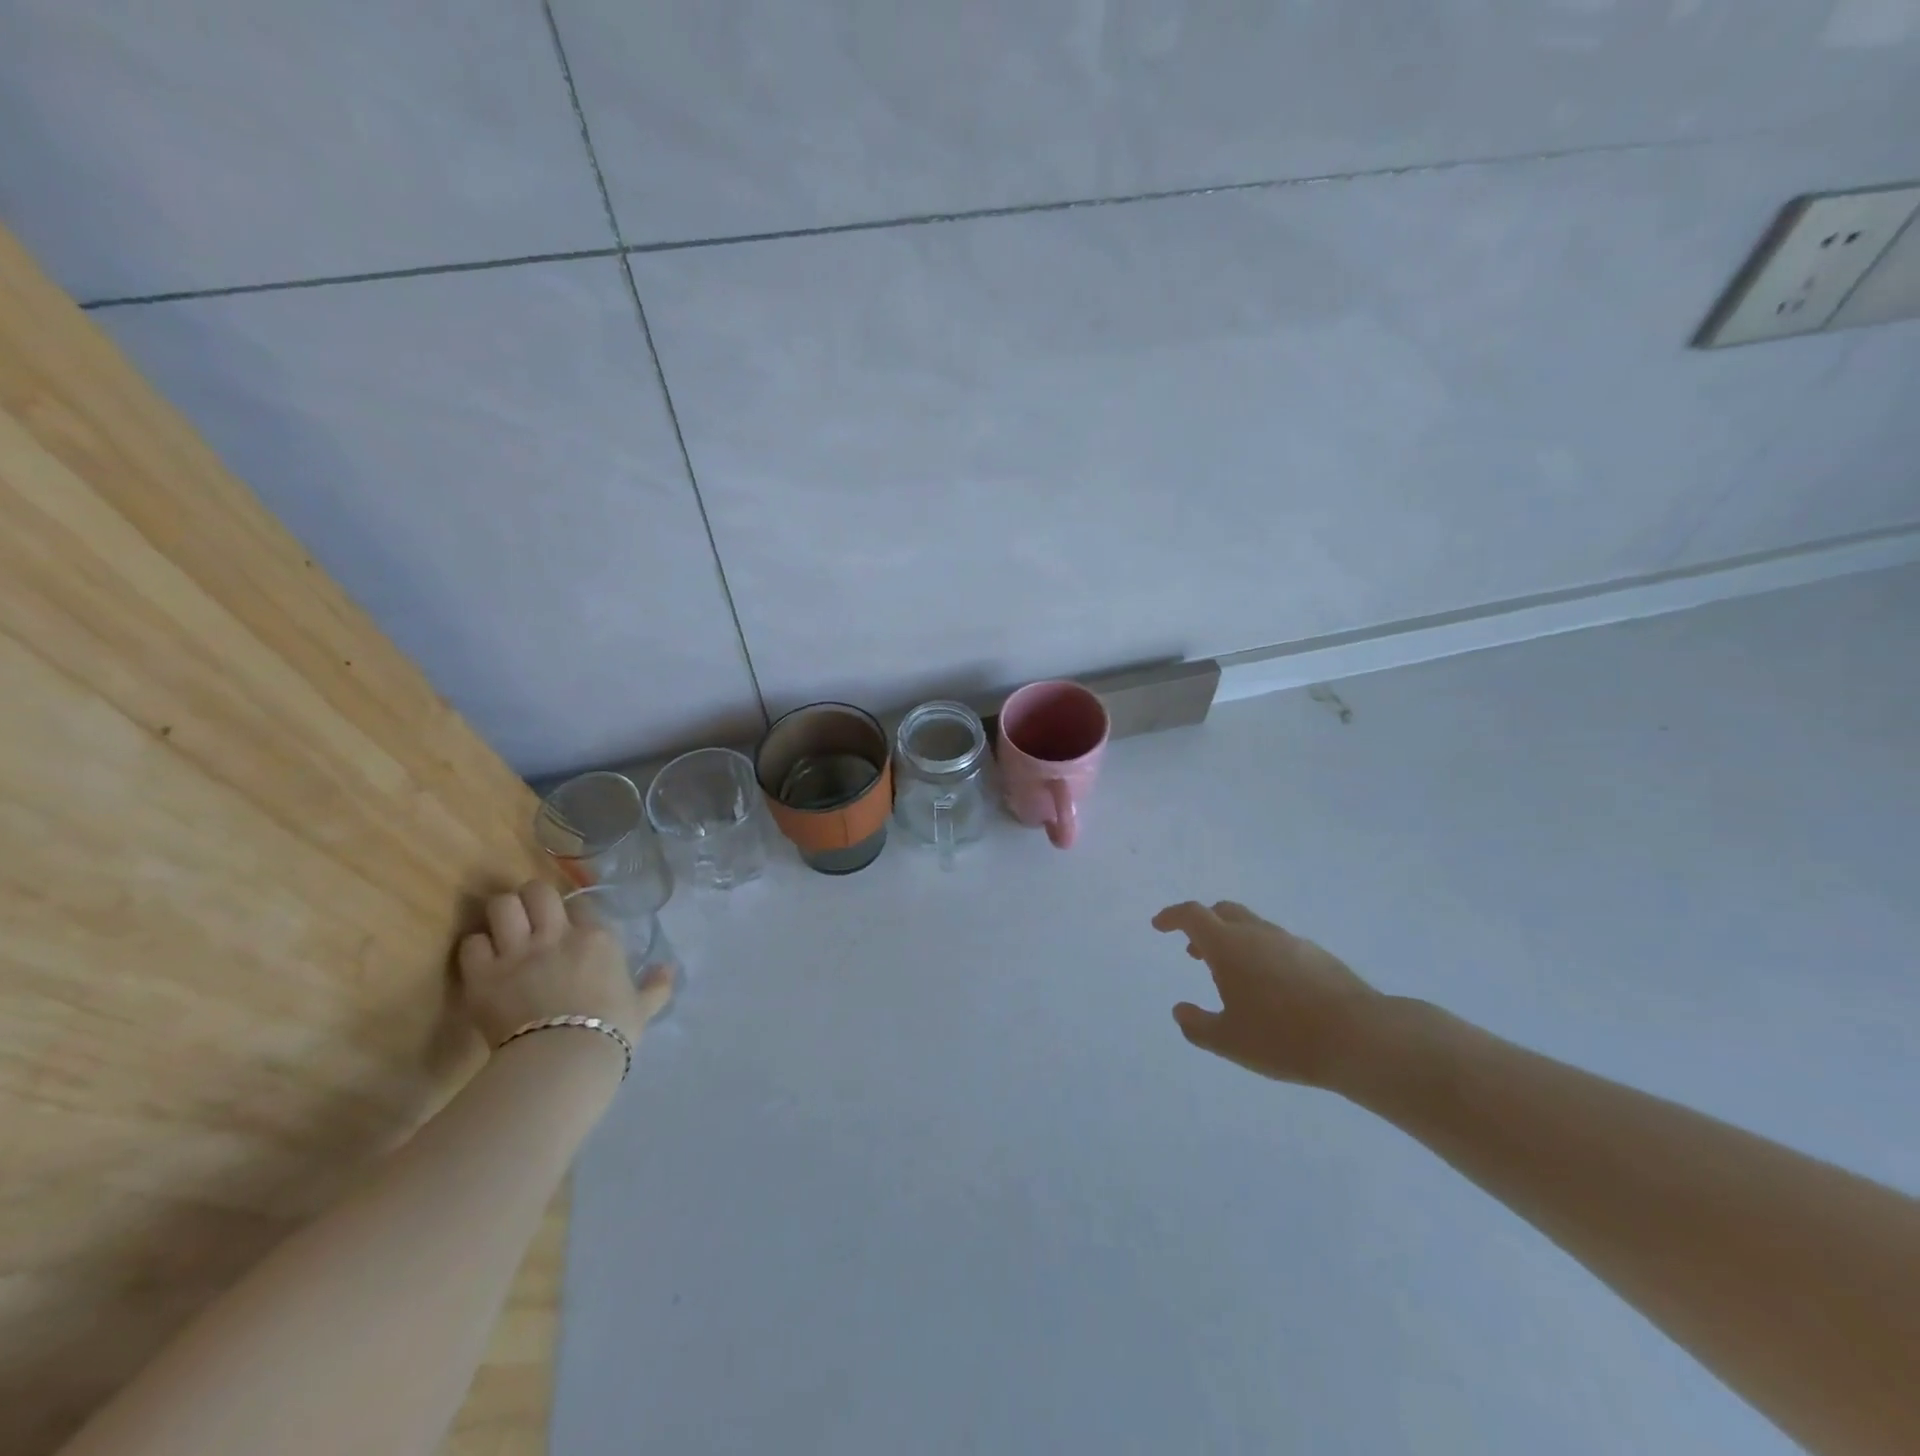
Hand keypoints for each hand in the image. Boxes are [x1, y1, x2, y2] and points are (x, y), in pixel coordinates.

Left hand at [457, 880, 669, 1049]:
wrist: (565, 1058)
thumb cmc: (611, 1030)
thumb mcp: (642, 1007)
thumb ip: (656, 986)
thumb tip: (670, 969)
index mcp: (597, 938)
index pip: (581, 905)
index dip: (572, 914)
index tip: (570, 928)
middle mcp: (556, 935)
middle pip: (536, 891)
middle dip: (532, 899)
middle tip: (531, 917)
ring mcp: (517, 952)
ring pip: (501, 906)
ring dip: (502, 915)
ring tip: (504, 930)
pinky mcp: (483, 975)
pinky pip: (471, 943)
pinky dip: (476, 948)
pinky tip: (483, 960)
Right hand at [1154, 900, 1381, 1088]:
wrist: (1361, 1037)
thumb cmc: (1283, 1038)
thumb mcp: (1229, 1041)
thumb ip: (1197, 1026)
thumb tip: (1180, 1011)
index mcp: (1229, 946)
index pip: (1192, 915)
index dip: (1171, 916)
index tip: (1159, 926)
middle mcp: (1258, 934)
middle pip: (1223, 912)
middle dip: (1203, 925)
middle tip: (1193, 950)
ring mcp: (1291, 941)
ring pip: (1252, 926)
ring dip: (1233, 940)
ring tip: (1231, 973)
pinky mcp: (1318, 956)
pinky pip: (1277, 944)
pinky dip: (1261, 953)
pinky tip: (1270, 987)